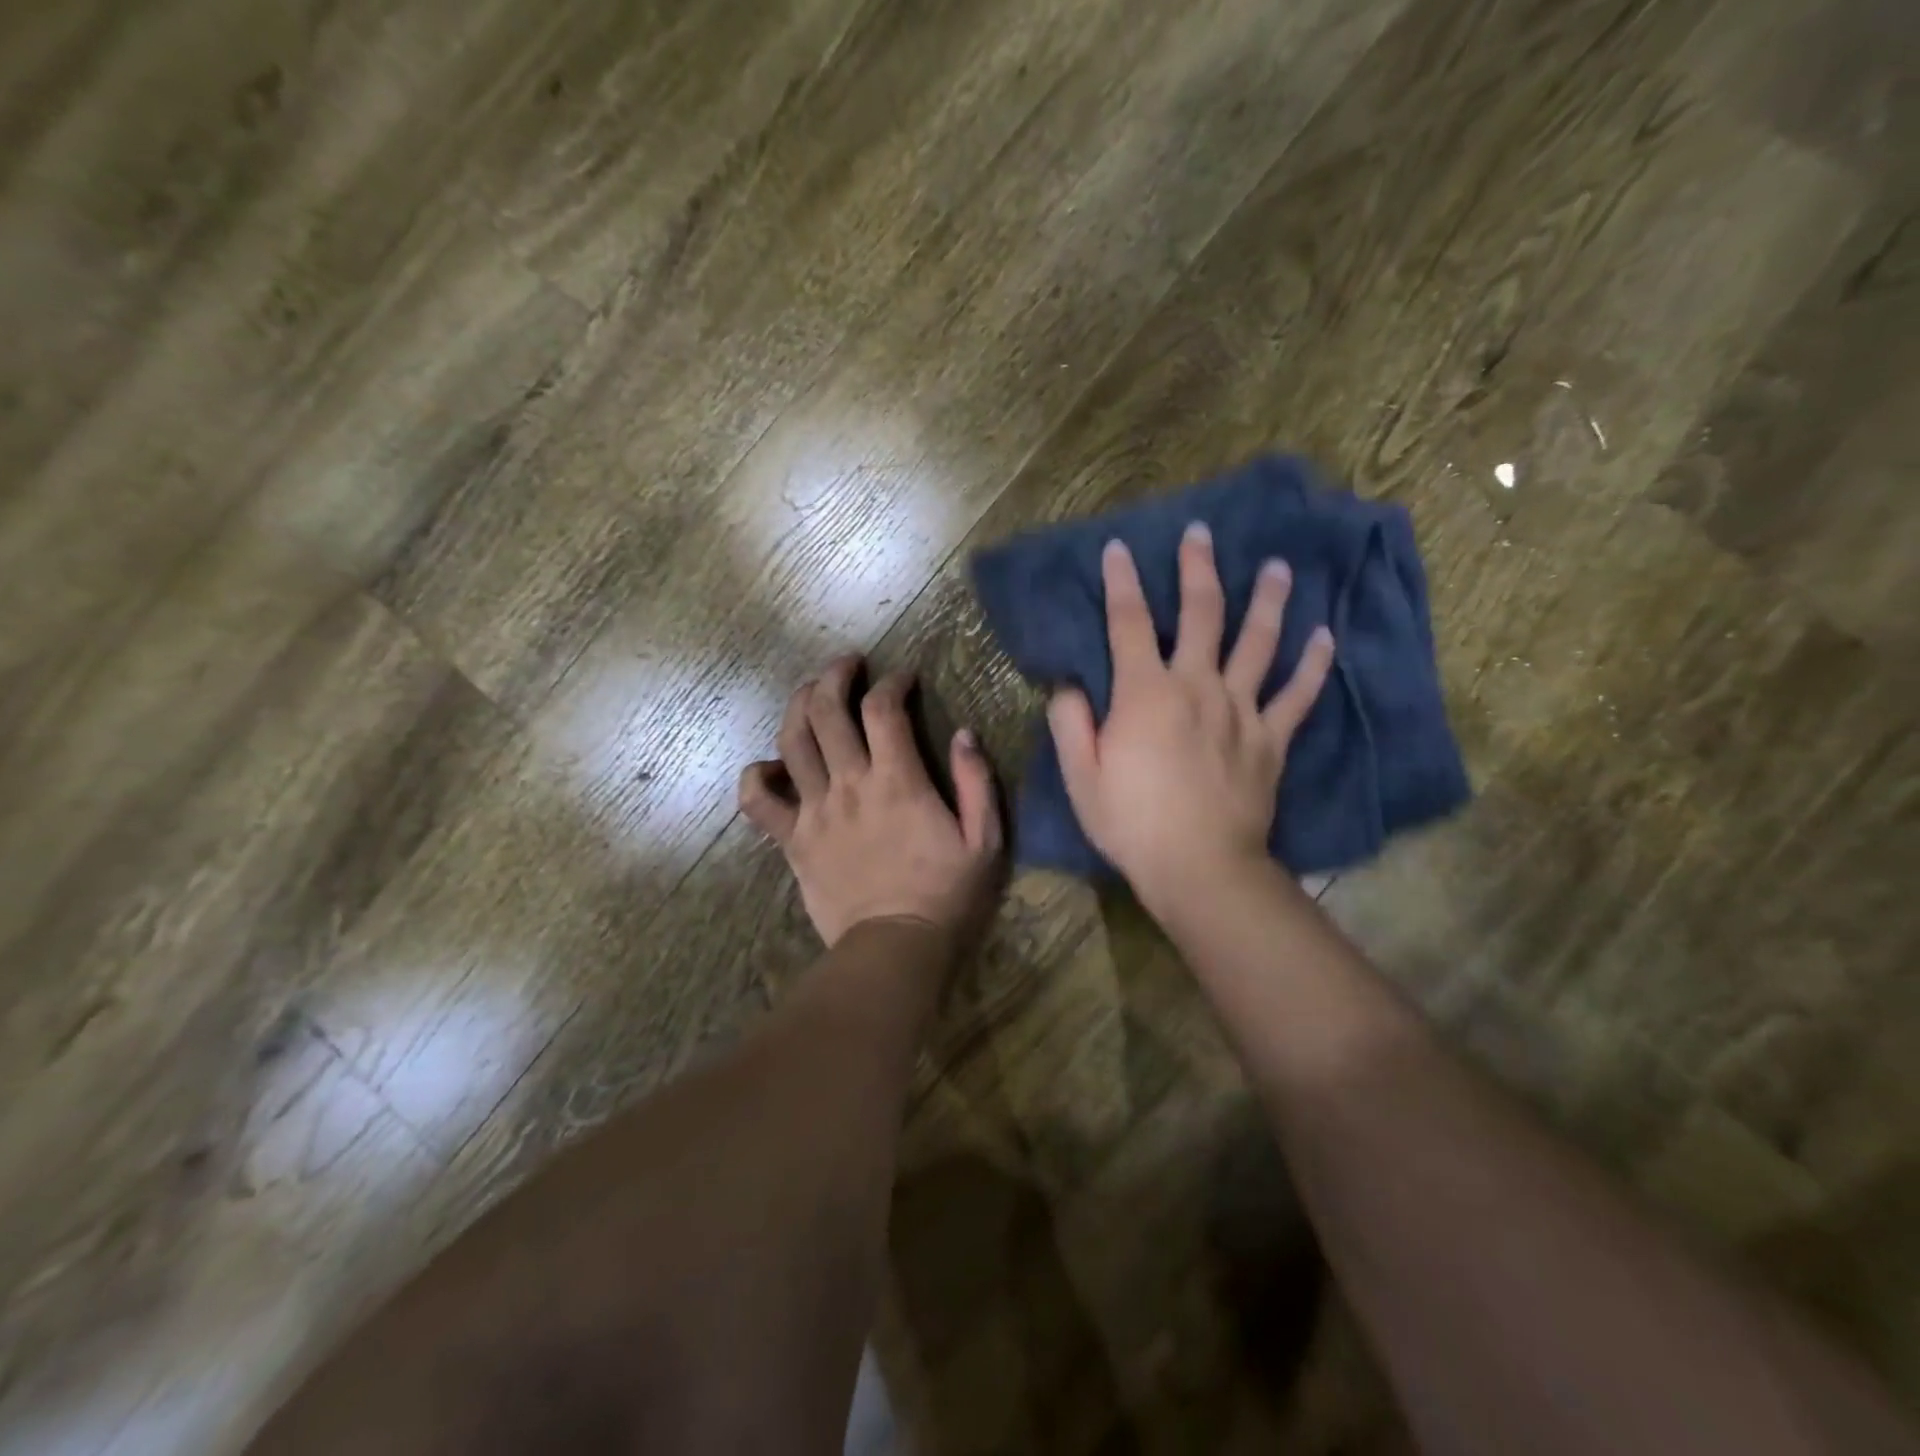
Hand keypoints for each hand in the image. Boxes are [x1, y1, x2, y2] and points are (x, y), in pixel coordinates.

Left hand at [739, 655, 1002, 946]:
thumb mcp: (984, 840)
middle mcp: (848, 785)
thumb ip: (976, 782)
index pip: (883, 709)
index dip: (892, 682)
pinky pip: (757, 802)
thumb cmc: (946, 895)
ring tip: (810, 691)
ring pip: (791, 740)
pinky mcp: (792, 841)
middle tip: (848, 664)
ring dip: (798, 705)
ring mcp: (814, 812)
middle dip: (834, 675)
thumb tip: (964, 733)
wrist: (895, 949)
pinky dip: (756, 776)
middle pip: (826, 710)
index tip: (903, 678)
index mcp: (897, 781)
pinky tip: (769, 766)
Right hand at [1047, 524, 1334, 910]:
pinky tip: (1324, 637)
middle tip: (1201, 534)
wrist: (1200, 866)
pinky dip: (1313, 665)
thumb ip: (1070, 724)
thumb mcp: (1081, 777)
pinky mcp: (1271, 739)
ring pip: (1259, 642)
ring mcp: (1241, 710)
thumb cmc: (1132, 823)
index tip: (1119, 548)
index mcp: (1145, 693)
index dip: (1122, 583)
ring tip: (1277, 566)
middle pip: (1202, 615)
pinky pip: (1297, 695)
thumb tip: (1069, 686)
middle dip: (1198, 570)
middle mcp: (1197, 687)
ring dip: (1267, 600)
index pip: (1130, 623)